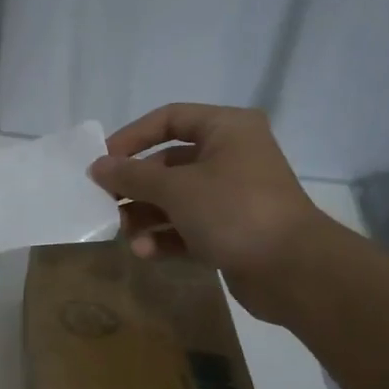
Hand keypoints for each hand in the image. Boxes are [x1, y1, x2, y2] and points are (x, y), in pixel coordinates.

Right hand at [89, 103, 337, 322]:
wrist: (292, 270)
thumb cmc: (234, 211)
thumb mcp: (176, 189)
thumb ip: (131, 176)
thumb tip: (96, 166)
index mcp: (226, 130)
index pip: (170, 119)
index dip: (132, 137)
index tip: (102, 162)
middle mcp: (230, 156)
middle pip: (168, 163)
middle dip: (135, 186)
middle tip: (105, 204)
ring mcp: (231, 195)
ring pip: (175, 198)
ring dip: (145, 215)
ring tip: (124, 234)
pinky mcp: (230, 230)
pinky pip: (187, 226)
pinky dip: (165, 236)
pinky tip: (146, 252)